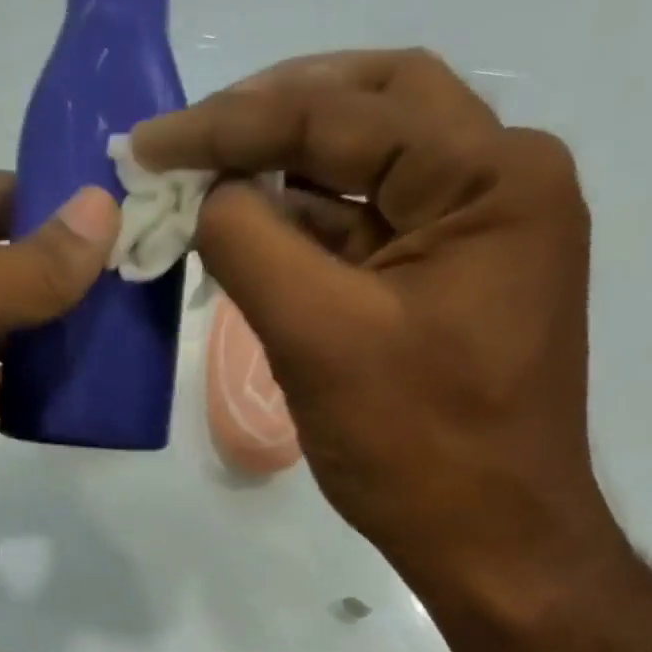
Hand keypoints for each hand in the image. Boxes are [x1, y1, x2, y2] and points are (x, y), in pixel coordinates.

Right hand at [132, 50, 620, 610]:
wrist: (491, 543)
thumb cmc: (417, 447)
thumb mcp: (319, 338)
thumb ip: (250, 245)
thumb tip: (208, 193)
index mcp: (491, 178)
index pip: (344, 114)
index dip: (233, 123)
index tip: (151, 143)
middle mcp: (500, 184)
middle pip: (373, 109)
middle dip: (274, 115)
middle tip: (196, 137)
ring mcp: (478, 234)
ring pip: (370, 167)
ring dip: (286, 171)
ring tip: (206, 180)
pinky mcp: (450, 280)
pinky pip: (370, 228)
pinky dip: (308, 224)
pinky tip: (251, 232)